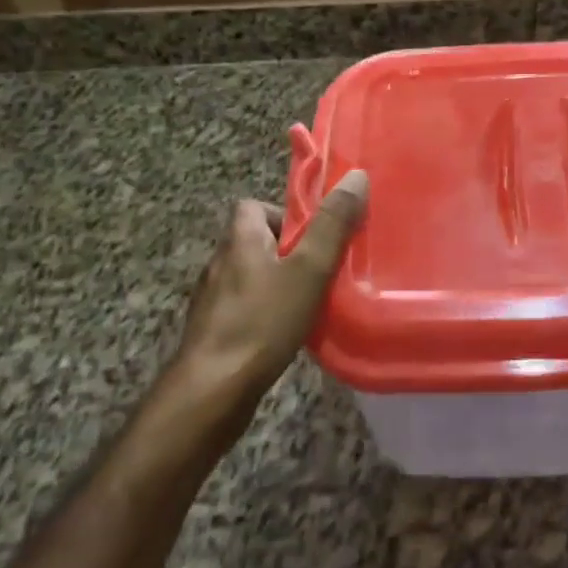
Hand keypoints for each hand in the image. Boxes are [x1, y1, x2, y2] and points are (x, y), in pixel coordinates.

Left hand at [159, 169, 369, 424]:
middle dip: (288, 251)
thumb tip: (356, 176)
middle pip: (255, 241)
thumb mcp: (309, 269)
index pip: (253, 206)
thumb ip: (332, 225)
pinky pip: (244, 307)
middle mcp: (219, 262)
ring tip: (308, 302)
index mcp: (239, 239)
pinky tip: (284, 333)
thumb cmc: (263, 321)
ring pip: (250, 276)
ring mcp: (212, 300)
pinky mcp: (213, 331)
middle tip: (321, 270)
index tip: (313, 235)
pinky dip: (264, 312)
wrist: (212, 390)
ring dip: (276, 283)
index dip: (284, 214)